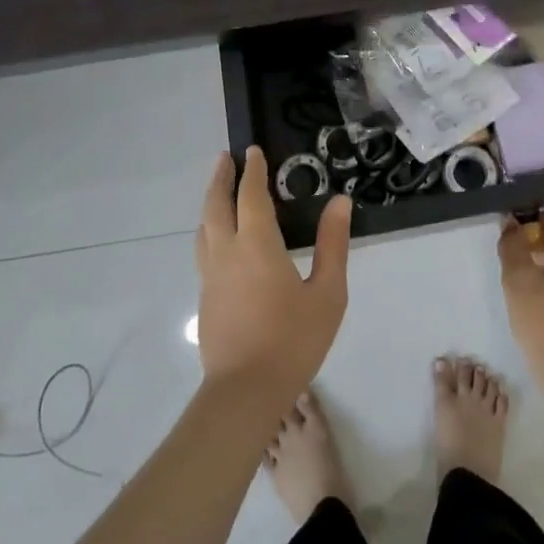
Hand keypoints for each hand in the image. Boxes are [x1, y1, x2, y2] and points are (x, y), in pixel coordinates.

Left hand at [196, 148, 350, 409]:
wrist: (244, 392)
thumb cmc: (292, 340)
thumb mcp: (327, 293)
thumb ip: (333, 244)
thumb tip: (340, 201)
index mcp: (257, 245)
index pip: (250, 195)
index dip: (252, 171)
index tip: (252, 150)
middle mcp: (226, 252)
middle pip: (216, 204)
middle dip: (221, 178)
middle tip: (226, 158)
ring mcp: (210, 276)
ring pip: (204, 227)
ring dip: (211, 202)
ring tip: (219, 191)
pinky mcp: (205, 298)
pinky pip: (203, 249)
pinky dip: (210, 229)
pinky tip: (220, 239)